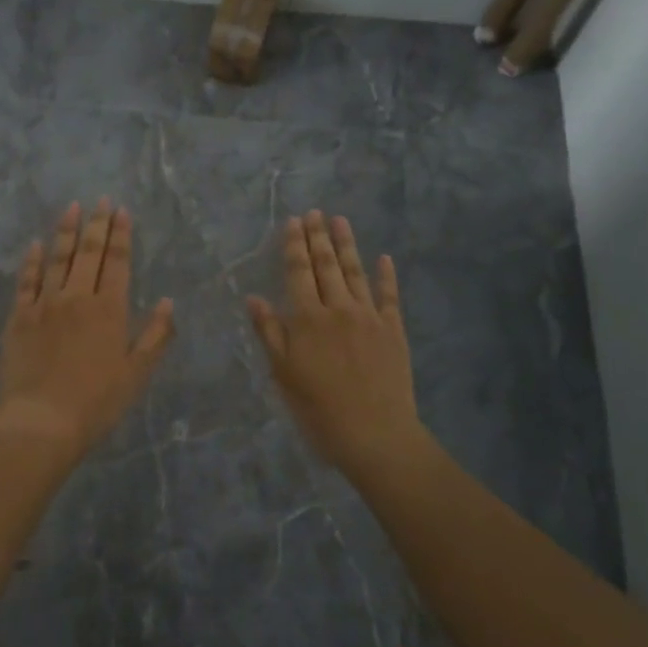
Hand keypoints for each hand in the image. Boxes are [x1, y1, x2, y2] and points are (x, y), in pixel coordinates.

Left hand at [0, 199, 174, 457]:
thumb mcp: (137, 373)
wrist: (42, 421)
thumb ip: (156, 336)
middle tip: (101, 199)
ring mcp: (45, 304)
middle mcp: (77, 297)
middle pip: (88, 252)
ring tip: (71, 207)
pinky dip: (32, 261)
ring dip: (65, 231)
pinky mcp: (19, 317)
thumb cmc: (97, 402)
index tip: (122, 211)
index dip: (121, 235)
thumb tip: (169, 302)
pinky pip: (26, 281)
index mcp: (110, 309)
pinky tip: (35, 245)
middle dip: (96, 223)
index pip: (118, 262)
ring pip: (57, 258)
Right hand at [248, 210, 423, 480]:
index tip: (293, 222)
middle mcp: (338, 310)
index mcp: (307, 320)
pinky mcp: (394, 330)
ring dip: (347, 245)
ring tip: (341, 220)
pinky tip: (384, 258)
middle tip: (315, 212)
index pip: (298, 273)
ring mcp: (369, 317)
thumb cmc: (319, 409)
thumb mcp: (283, 374)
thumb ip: (269, 333)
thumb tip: (253, 298)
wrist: (375, 434)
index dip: (294, 246)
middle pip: (326, 266)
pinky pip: (389, 295)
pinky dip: (386, 275)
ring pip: (356, 272)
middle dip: (318, 237)